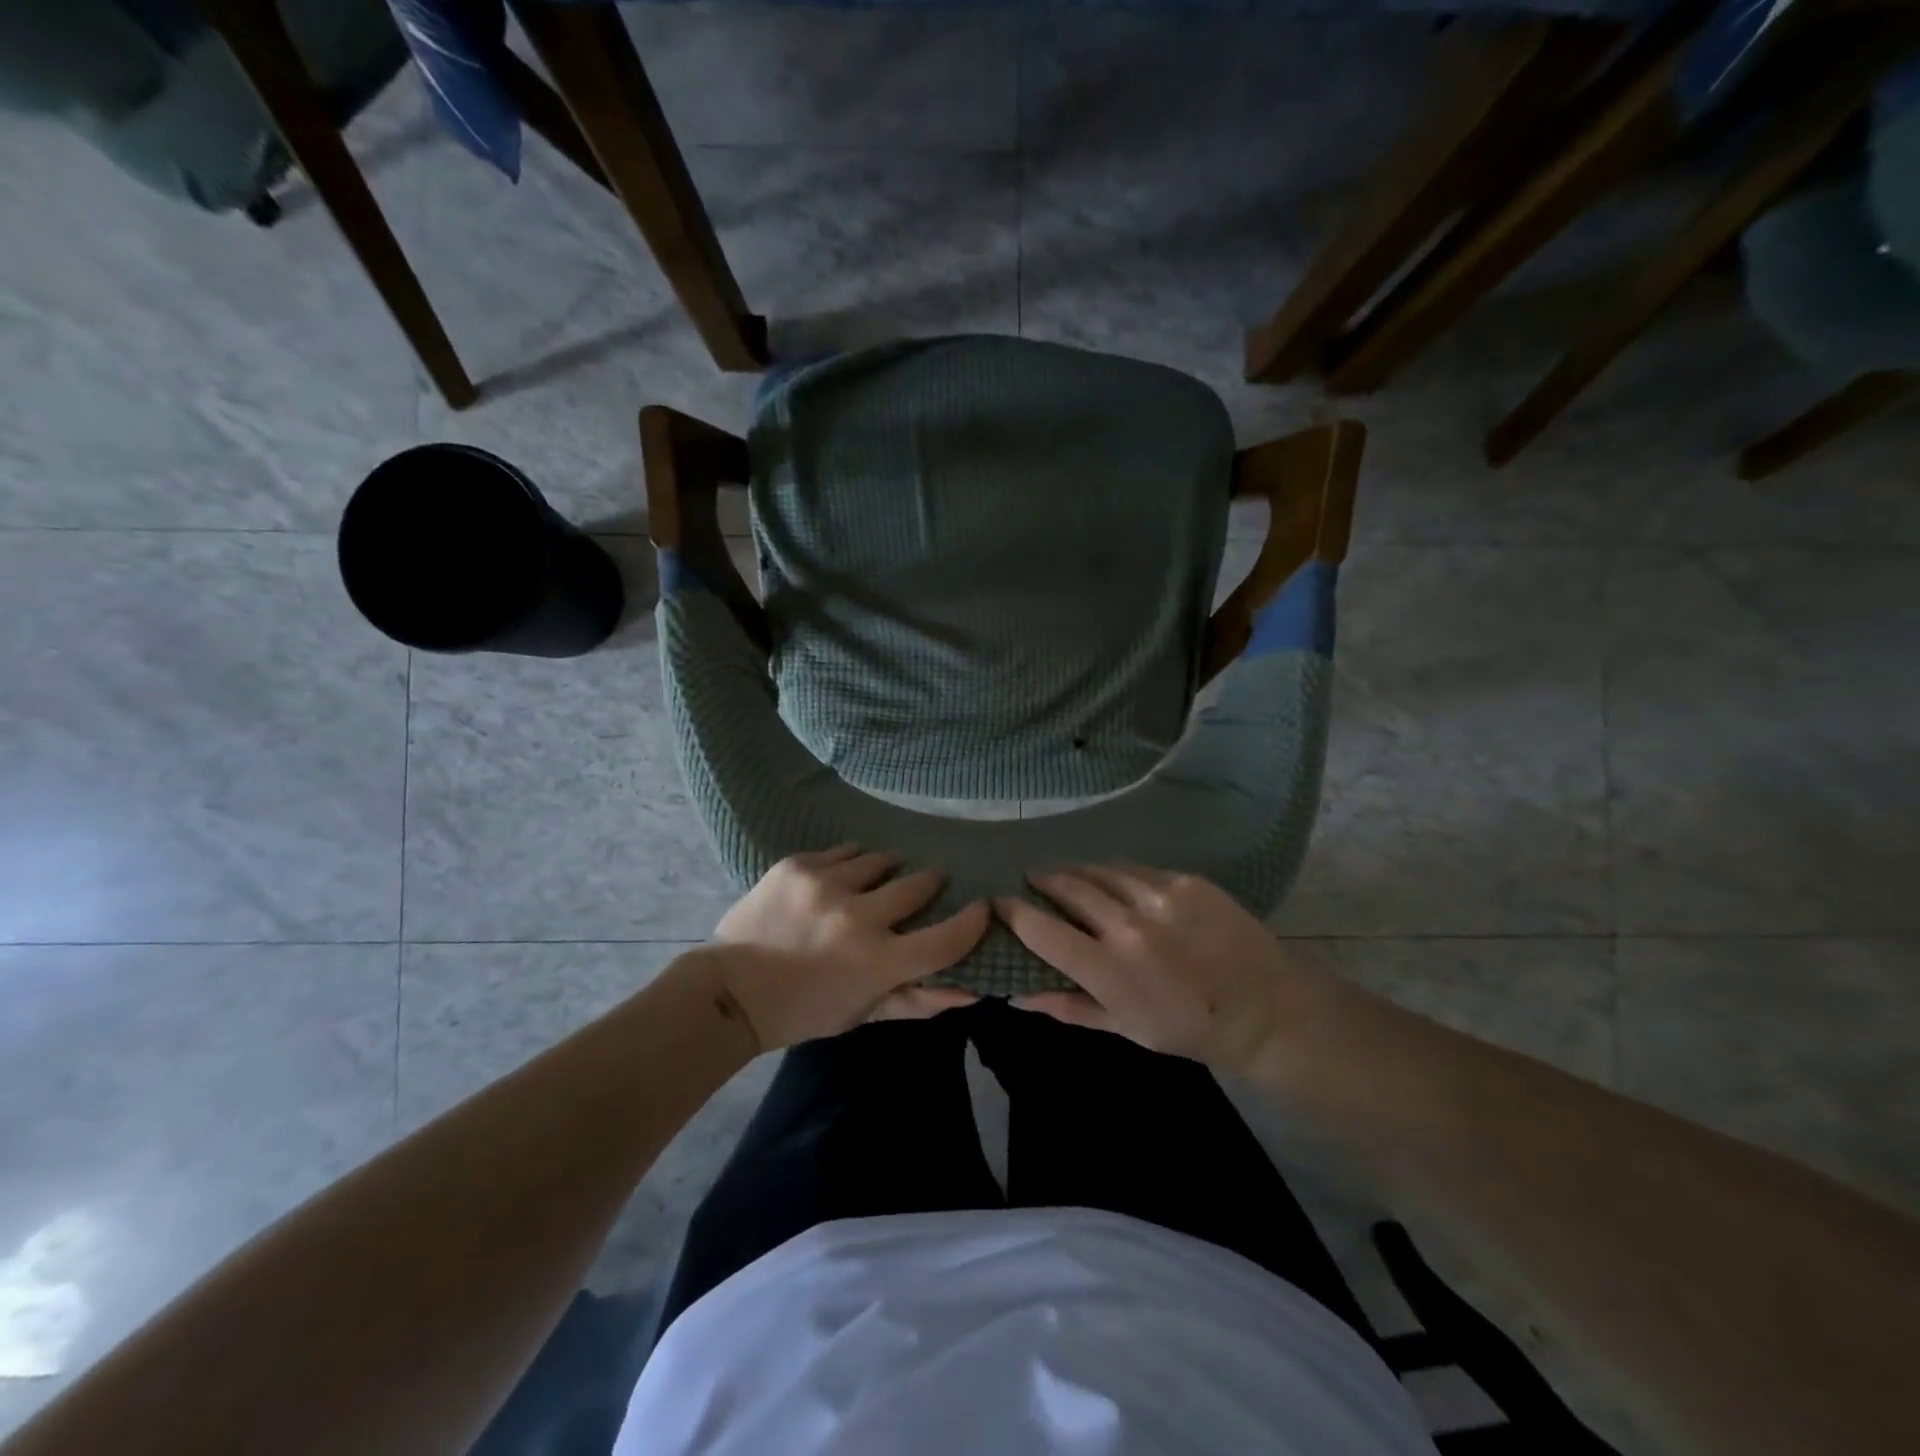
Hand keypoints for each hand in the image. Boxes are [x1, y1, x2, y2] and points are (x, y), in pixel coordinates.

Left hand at [701, 846, 988, 1051]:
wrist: (731, 991)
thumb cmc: (804, 1011)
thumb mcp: (863, 1014)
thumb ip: (917, 1001)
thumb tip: (970, 992)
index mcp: (878, 962)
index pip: (946, 939)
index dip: (972, 923)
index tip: (980, 908)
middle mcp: (858, 916)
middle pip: (918, 886)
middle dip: (929, 885)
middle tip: (927, 886)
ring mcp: (825, 884)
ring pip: (880, 861)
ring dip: (888, 869)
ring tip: (881, 877)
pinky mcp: (797, 866)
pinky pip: (842, 851)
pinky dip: (850, 862)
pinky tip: (843, 874)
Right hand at [996, 865, 1328, 1076]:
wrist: (1264, 1008)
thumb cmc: (1187, 1028)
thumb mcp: (1123, 1027)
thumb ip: (1068, 1007)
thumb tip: (1017, 995)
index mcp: (1107, 968)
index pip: (1041, 930)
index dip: (1013, 912)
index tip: (999, 902)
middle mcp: (1127, 924)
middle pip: (1067, 888)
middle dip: (1043, 881)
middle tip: (1032, 880)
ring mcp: (1159, 897)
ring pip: (1099, 871)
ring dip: (1076, 871)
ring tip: (1066, 874)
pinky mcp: (1186, 881)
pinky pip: (1136, 869)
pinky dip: (1115, 873)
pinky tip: (1112, 878)